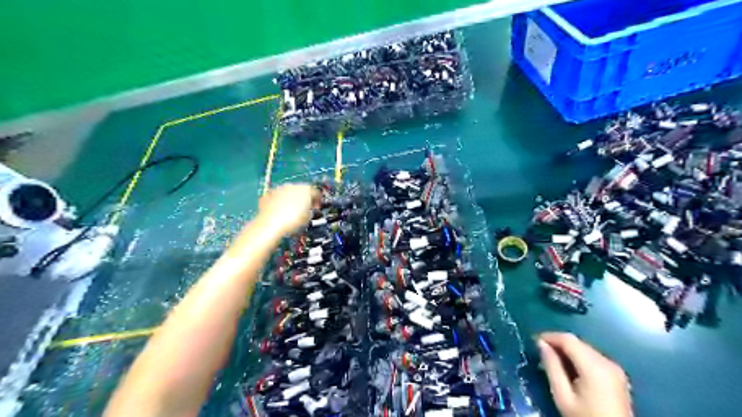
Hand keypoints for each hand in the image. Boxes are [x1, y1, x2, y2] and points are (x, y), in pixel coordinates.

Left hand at [257, 183, 316, 235]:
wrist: (271, 224)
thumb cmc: (291, 221)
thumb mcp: (308, 217)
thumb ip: (311, 210)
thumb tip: (309, 211)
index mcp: (306, 189)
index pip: (316, 192)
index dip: (317, 201)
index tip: (316, 207)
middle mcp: (292, 186)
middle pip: (301, 190)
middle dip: (303, 199)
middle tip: (304, 210)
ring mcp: (279, 189)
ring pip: (288, 192)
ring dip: (291, 199)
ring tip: (291, 211)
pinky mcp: (268, 194)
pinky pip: (277, 197)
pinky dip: (279, 202)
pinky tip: (280, 212)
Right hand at [537, 332, 634, 415]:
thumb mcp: (563, 396)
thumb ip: (552, 367)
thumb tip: (541, 344)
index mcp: (595, 367)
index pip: (568, 340)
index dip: (550, 336)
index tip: (534, 341)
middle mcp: (607, 362)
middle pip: (577, 343)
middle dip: (558, 344)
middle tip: (541, 352)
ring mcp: (615, 368)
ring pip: (585, 348)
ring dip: (568, 350)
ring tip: (552, 360)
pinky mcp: (617, 375)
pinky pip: (593, 357)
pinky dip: (578, 358)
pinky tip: (569, 368)